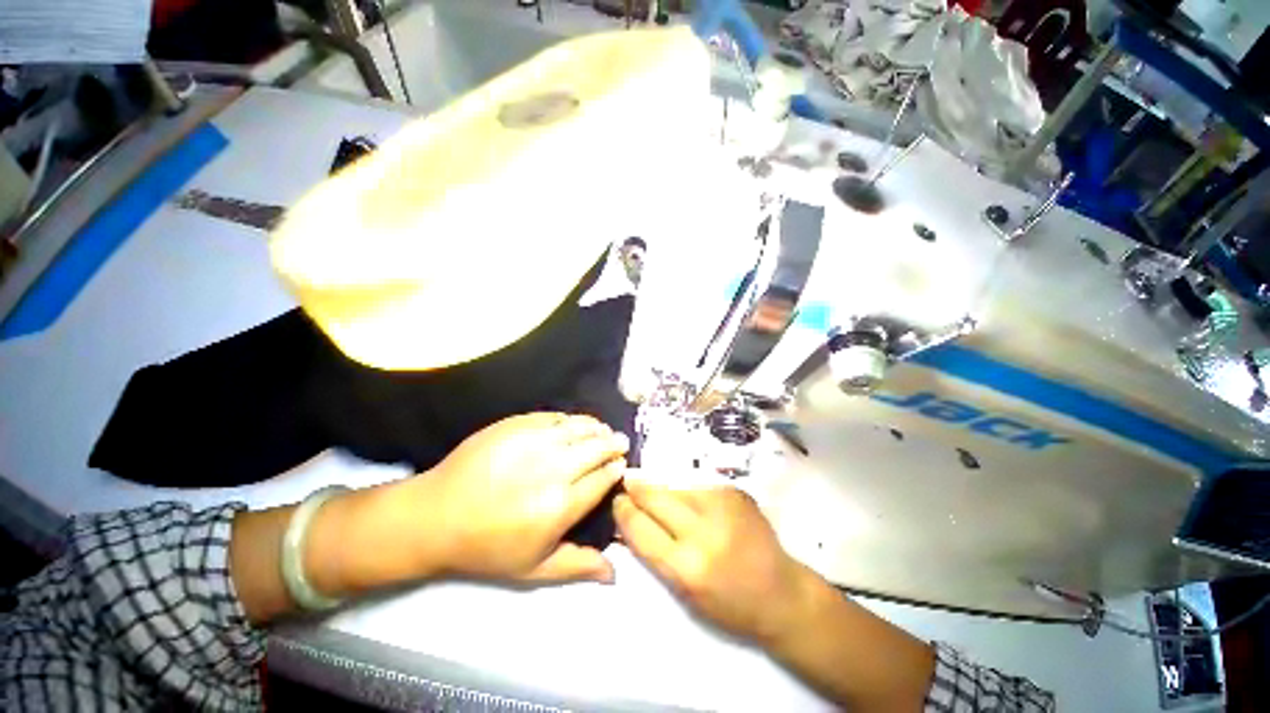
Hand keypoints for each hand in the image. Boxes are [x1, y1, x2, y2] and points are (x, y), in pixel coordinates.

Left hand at [410, 412, 628, 583]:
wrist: (436, 516)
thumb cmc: (487, 548)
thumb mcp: (533, 569)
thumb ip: (577, 566)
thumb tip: (615, 572)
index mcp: (562, 505)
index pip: (603, 478)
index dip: (616, 469)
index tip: (622, 465)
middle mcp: (555, 468)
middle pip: (597, 448)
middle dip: (613, 444)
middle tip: (620, 442)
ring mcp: (535, 442)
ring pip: (580, 428)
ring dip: (597, 428)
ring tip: (603, 430)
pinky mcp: (517, 425)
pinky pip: (555, 417)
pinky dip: (572, 419)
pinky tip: (576, 423)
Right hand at [613, 481, 816, 645]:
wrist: (780, 592)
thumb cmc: (729, 605)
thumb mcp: (684, 593)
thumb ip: (656, 553)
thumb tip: (632, 520)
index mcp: (686, 567)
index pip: (640, 529)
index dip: (624, 511)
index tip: (617, 501)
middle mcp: (702, 532)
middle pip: (655, 498)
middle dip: (636, 489)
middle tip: (627, 483)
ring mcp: (721, 506)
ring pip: (675, 486)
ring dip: (660, 486)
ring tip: (650, 486)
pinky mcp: (733, 493)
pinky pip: (697, 485)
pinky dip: (684, 489)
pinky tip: (683, 493)